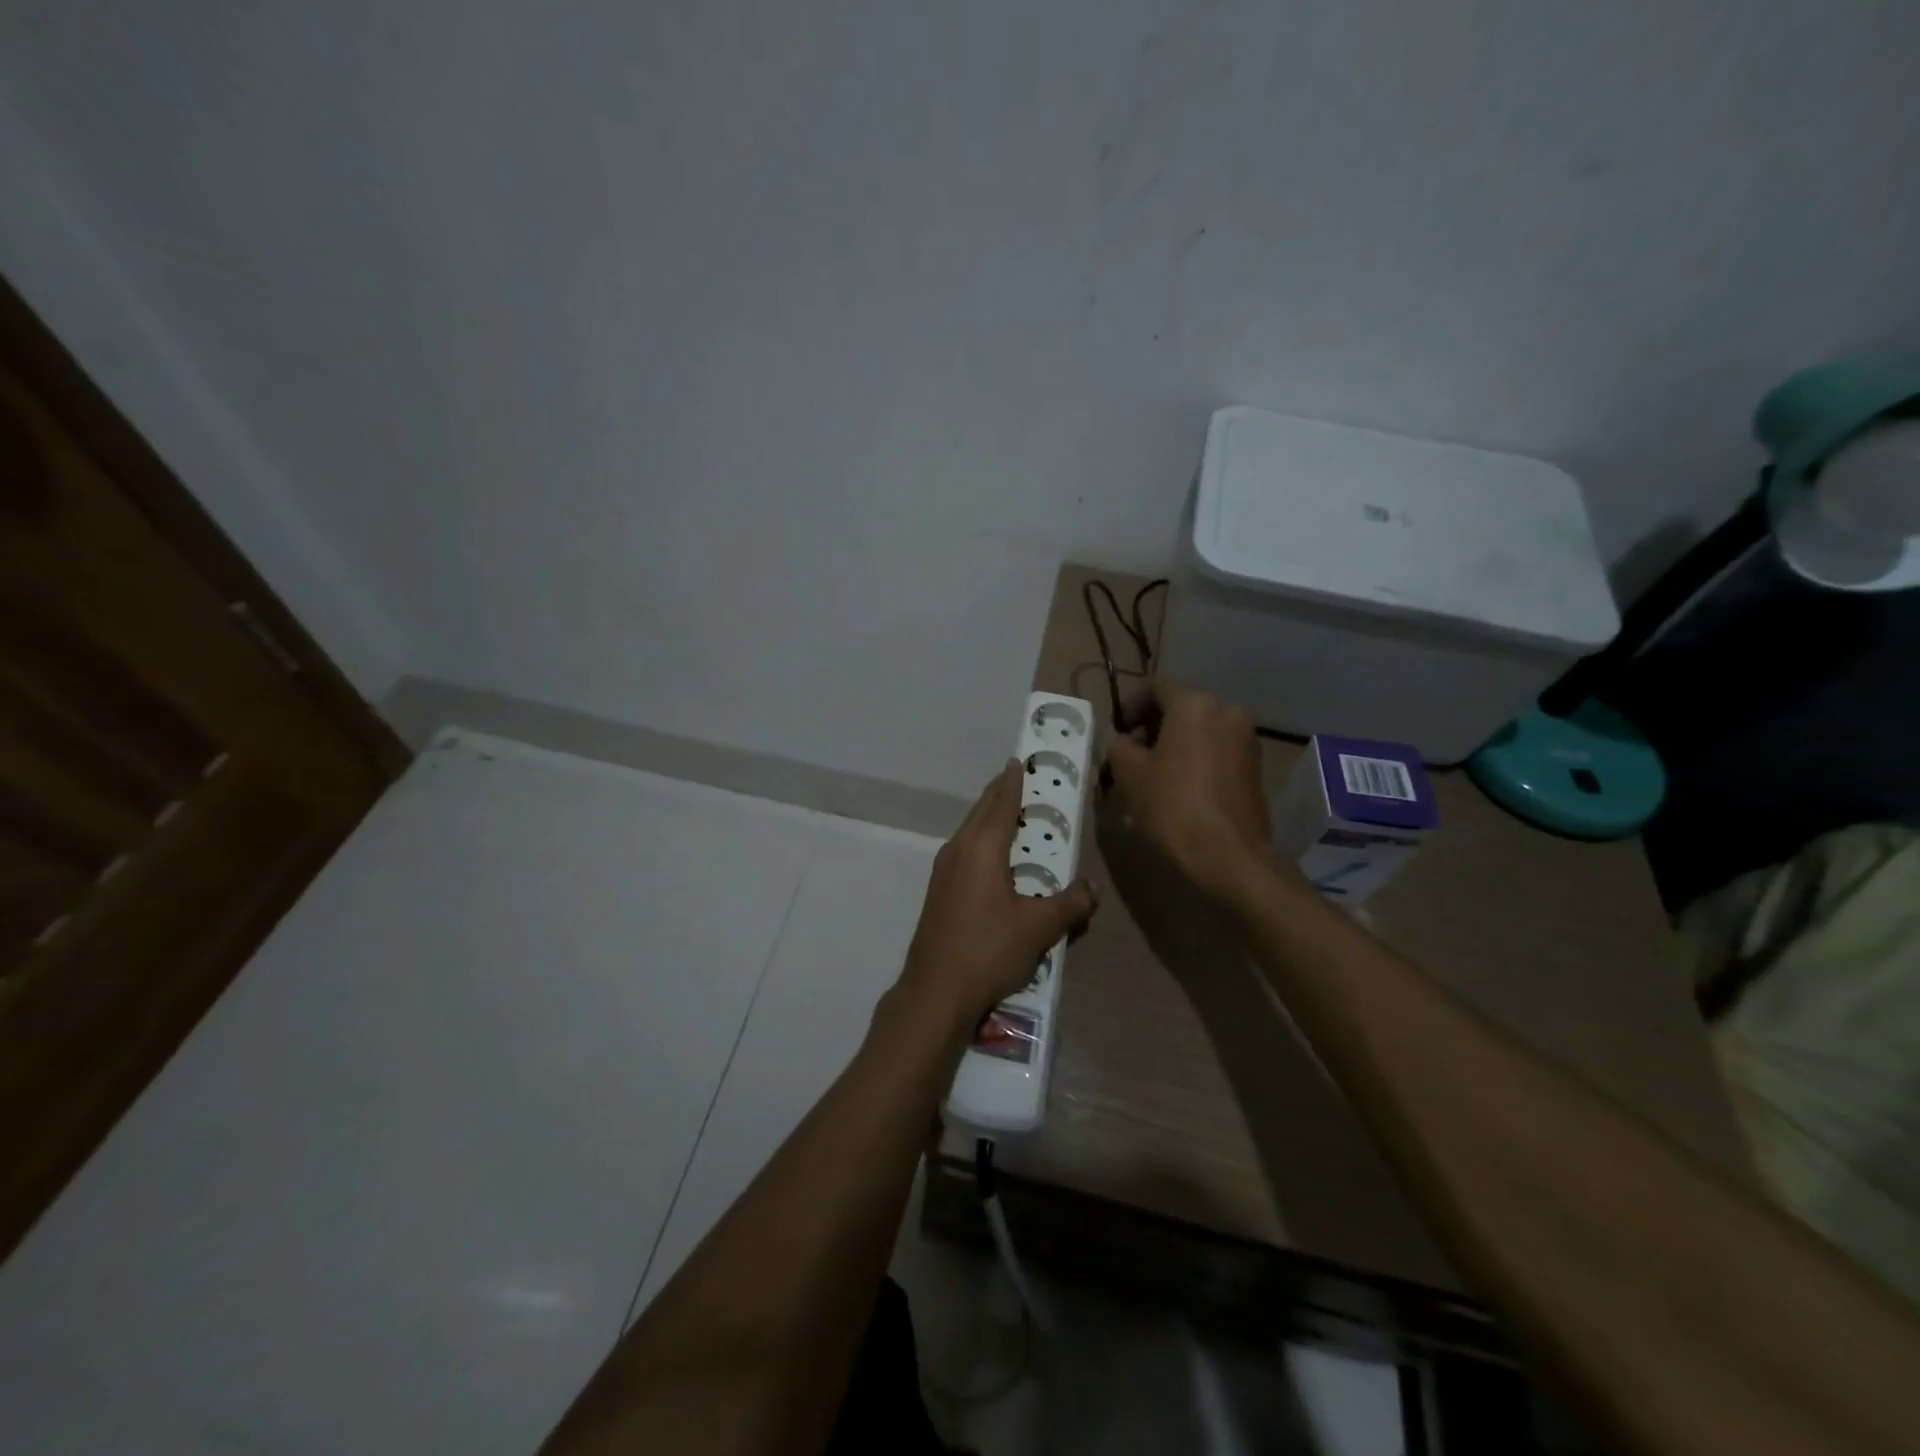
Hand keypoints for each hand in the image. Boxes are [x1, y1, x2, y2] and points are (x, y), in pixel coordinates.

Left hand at [894, 761, 1096, 1034]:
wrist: (935, 991)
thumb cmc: (989, 949)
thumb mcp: (1039, 927)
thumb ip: (1070, 903)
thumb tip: (1092, 887)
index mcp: (982, 847)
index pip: (1001, 801)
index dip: (1013, 780)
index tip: (1020, 760)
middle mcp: (958, 849)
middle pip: (981, 811)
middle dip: (1001, 794)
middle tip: (1021, 781)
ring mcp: (944, 871)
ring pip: (970, 831)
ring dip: (990, 818)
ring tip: (1012, 816)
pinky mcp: (939, 892)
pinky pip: (965, 851)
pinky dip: (982, 841)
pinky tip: (995, 860)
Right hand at [1103, 681, 1284, 906]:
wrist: (1229, 856)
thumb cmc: (1172, 806)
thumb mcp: (1129, 774)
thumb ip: (1119, 746)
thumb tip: (1124, 742)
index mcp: (1195, 704)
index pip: (1155, 686)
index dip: (1129, 704)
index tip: (1116, 729)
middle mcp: (1226, 711)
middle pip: (1180, 707)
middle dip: (1151, 726)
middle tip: (1129, 754)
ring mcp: (1246, 739)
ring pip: (1199, 729)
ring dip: (1173, 743)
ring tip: (1150, 774)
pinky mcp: (1254, 766)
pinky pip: (1216, 749)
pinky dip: (1194, 758)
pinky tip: (1177, 786)